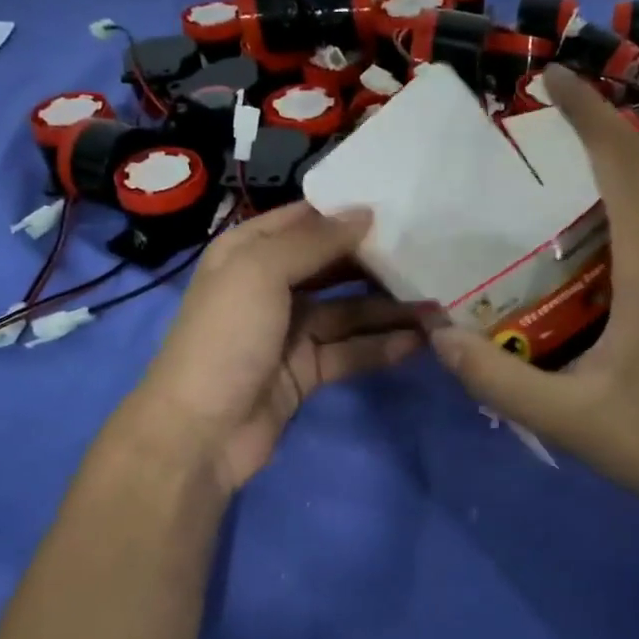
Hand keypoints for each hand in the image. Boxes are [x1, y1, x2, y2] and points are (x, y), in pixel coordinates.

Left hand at [124, 202, 424, 494]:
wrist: (200, 431)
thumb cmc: (226, 338)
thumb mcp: (260, 272)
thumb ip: (314, 241)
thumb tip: (366, 213)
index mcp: (248, 252)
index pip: (305, 221)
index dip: (348, 213)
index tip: (401, 206)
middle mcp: (269, 286)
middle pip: (333, 266)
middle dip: (377, 263)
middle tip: (430, 257)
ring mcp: (290, 331)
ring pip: (349, 312)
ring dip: (389, 309)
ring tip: (438, 305)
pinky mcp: (306, 370)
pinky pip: (350, 351)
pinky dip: (381, 347)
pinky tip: (418, 342)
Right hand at [430, 65, 638, 539]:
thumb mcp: (570, 419)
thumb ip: (498, 380)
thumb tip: (439, 338)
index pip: (619, 155)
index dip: (583, 106)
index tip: (547, 75)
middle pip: (631, 174)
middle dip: (578, 157)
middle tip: (516, 179)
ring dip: (601, 201)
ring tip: (542, 228)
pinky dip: (625, 231)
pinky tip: (593, 274)